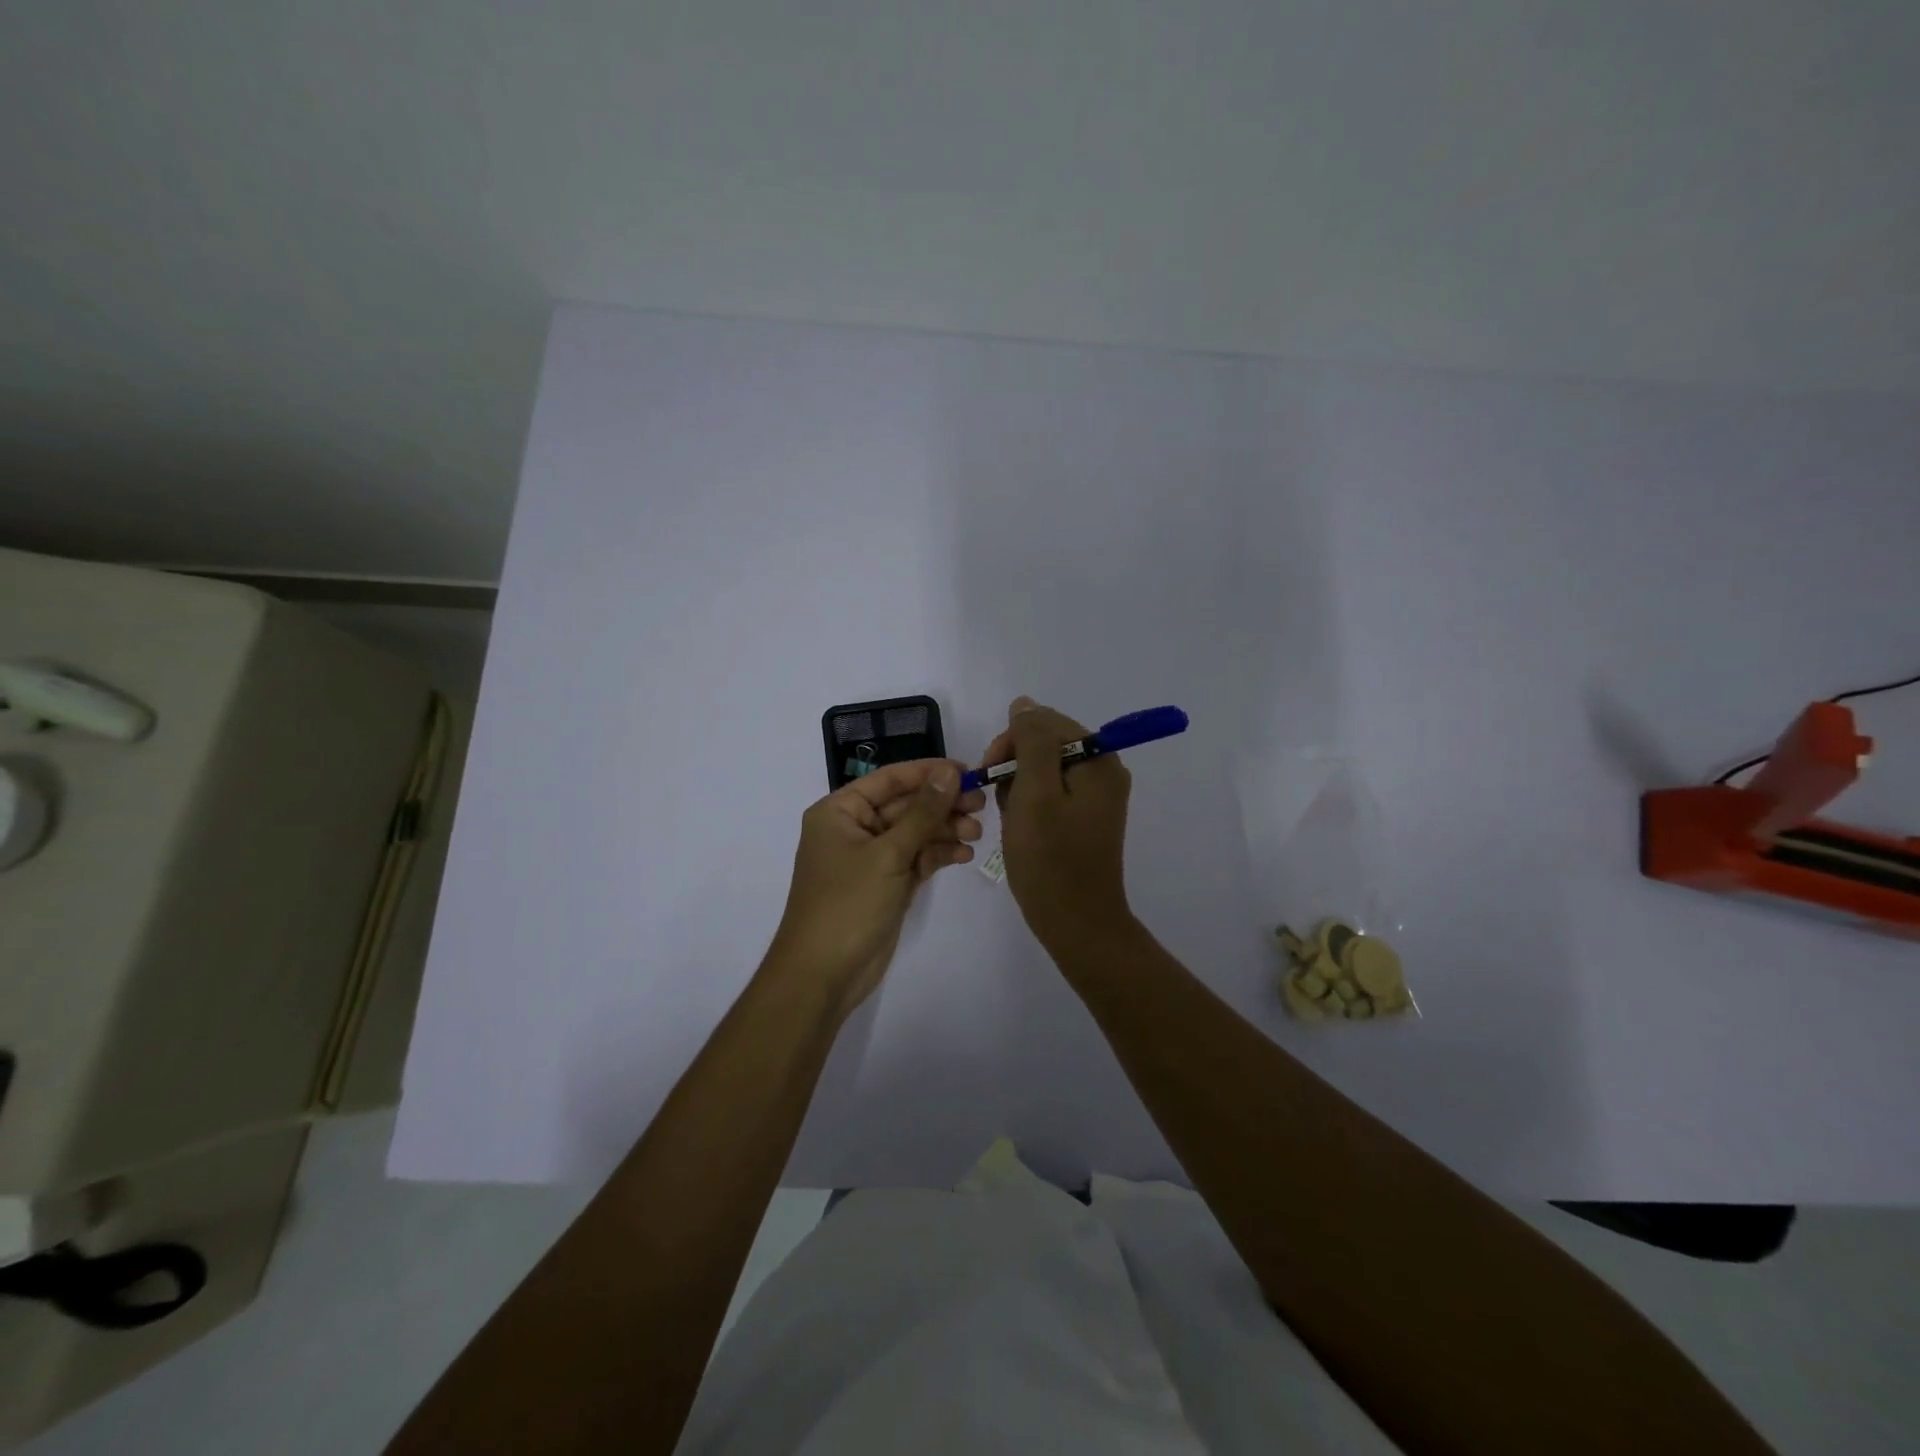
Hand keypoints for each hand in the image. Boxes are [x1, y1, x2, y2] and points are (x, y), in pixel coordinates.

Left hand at [764, 759, 985, 1016]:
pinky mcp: (887, 884)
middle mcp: (854, 829)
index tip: (968, 772)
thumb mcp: (888, 854)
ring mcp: (871, 858)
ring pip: (915, 832)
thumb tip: (949, 773)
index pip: (890, 779)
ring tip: (977, 833)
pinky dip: (939, 854)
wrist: (823, 975)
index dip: (929, 772)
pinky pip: (916, 858)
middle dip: (942, 804)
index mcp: (840, 811)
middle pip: (906, 805)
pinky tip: (964, 855)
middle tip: (982, 803)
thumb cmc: (848, 904)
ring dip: (945, 830)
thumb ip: (922, 813)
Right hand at [977, 696, 1134, 951]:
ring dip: (1019, 786)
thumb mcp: (1034, 793)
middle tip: (998, 800)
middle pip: (1047, 743)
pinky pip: (1051, 792)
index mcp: (1098, 759)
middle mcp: (1104, 770)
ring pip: (1044, 768)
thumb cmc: (1050, 859)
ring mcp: (1096, 795)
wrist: (1076, 923)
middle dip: (1014, 765)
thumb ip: (1031, 741)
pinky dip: (1029, 803)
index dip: (1011, 742)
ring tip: (1012, 819)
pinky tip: (1021, 827)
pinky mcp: (1086, 817)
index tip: (989, 773)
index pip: (1045, 722)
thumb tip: (1024, 704)